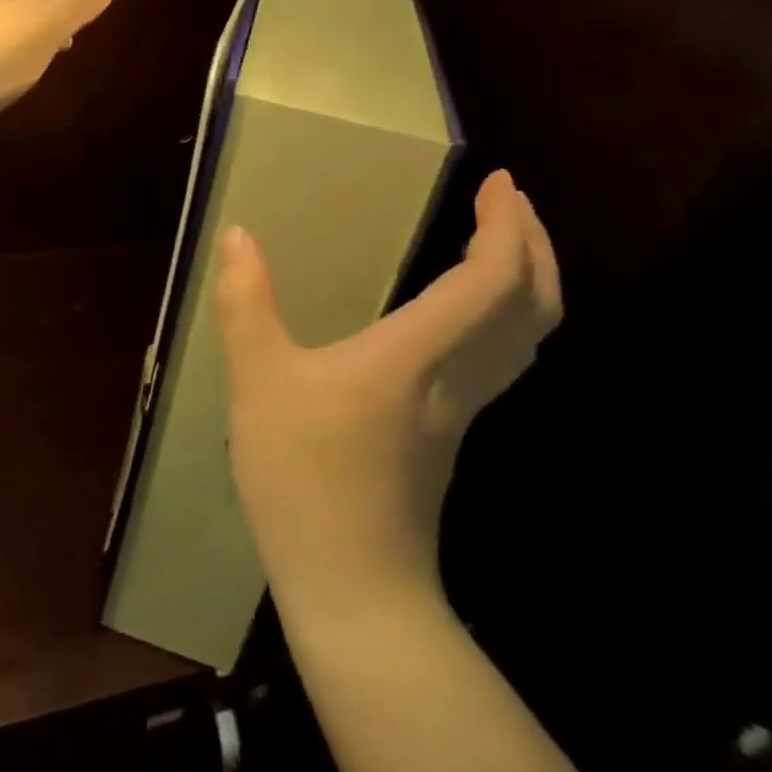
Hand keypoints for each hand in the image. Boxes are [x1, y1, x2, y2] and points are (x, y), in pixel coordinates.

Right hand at [213, 170, 561, 615]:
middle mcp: (458, 378)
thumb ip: (246, 305)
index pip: (492, 281)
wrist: (354, 589)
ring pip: (524, 339)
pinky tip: (465, 315)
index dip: (506, 227)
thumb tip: (238, 236)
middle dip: (534, 246)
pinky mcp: (448, 435)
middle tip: (509, 203)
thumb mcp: (259, 383)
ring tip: (499, 244)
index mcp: (419, 355)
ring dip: (528, 283)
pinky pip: (501, 360)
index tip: (499, 182)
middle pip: (532, 308)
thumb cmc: (305, 478)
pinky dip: (504, 319)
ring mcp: (461, 412)